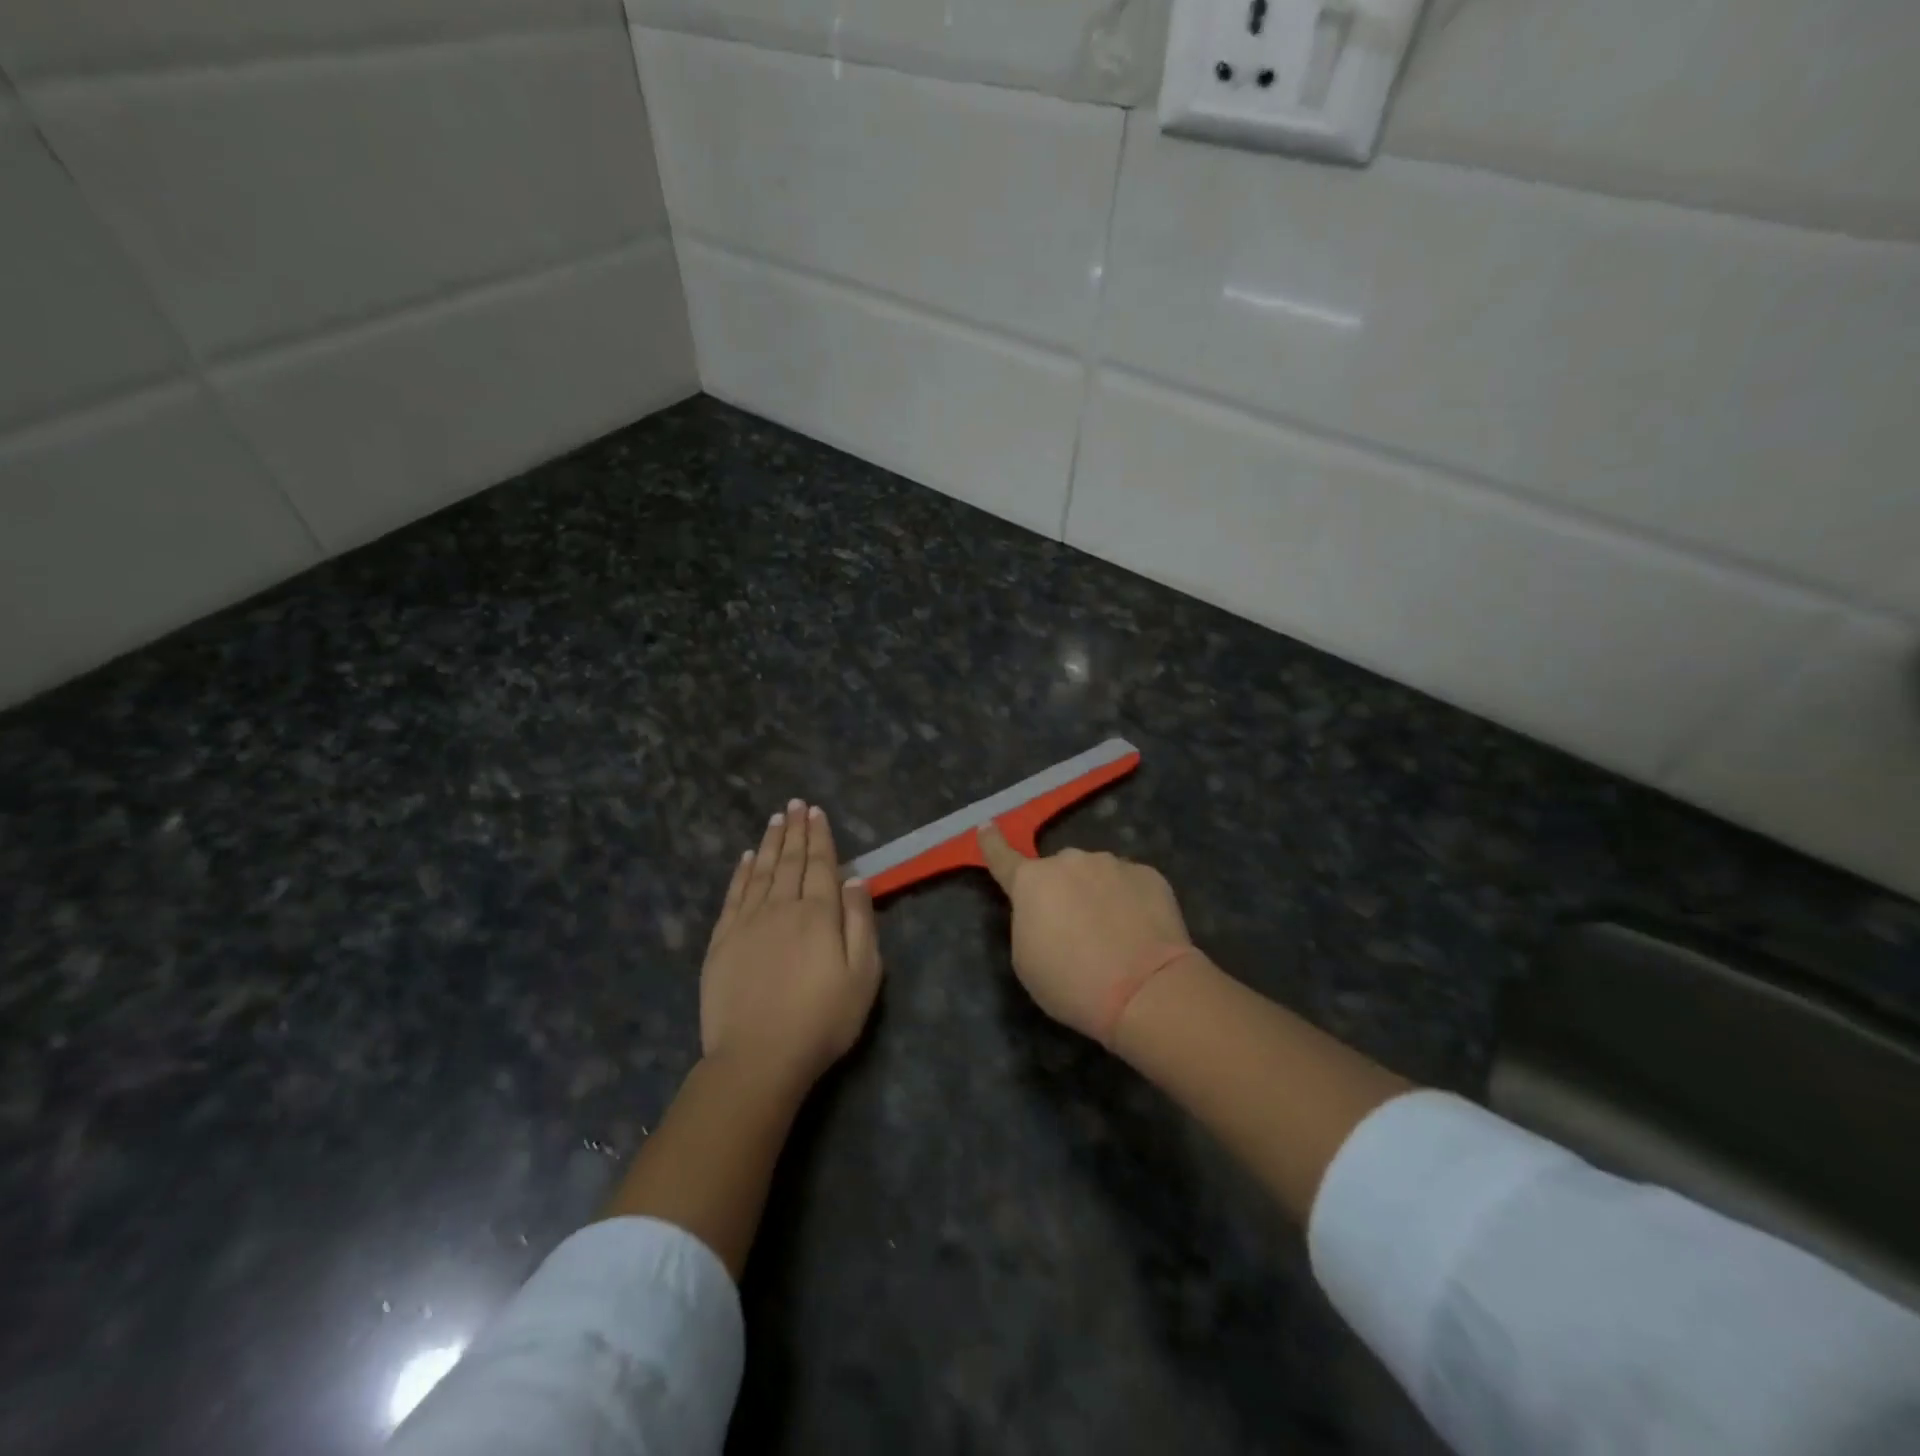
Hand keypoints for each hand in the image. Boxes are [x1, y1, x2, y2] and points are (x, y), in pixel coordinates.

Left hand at [701, 800, 882, 1086]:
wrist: (758, 1058)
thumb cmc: (822, 1020)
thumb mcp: (863, 976)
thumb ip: (860, 923)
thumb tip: (856, 880)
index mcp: (818, 914)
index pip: (820, 865)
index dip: (819, 837)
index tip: (816, 811)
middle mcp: (781, 907)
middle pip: (789, 861)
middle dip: (794, 830)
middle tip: (795, 804)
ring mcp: (747, 923)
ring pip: (760, 872)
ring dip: (769, 843)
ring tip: (775, 819)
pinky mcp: (722, 942)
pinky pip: (733, 896)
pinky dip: (740, 873)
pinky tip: (744, 858)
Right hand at [978, 823, 1198, 1046]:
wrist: (1145, 990)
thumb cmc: (1072, 983)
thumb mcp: (1026, 960)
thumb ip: (1028, 921)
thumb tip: (1043, 908)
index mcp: (1031, 882)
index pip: (1003, 857)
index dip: (993, 843)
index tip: (986, 826)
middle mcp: (1069, 861)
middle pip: (1059, 872)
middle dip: (1062, 891)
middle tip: (1075, 930)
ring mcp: (1112, 864)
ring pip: (1097, 875)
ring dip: (1097, 895)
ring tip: (1113, 936)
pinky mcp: (1148, 875)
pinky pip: (1130, 884)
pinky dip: (1129, 902)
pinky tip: (1140, 932)